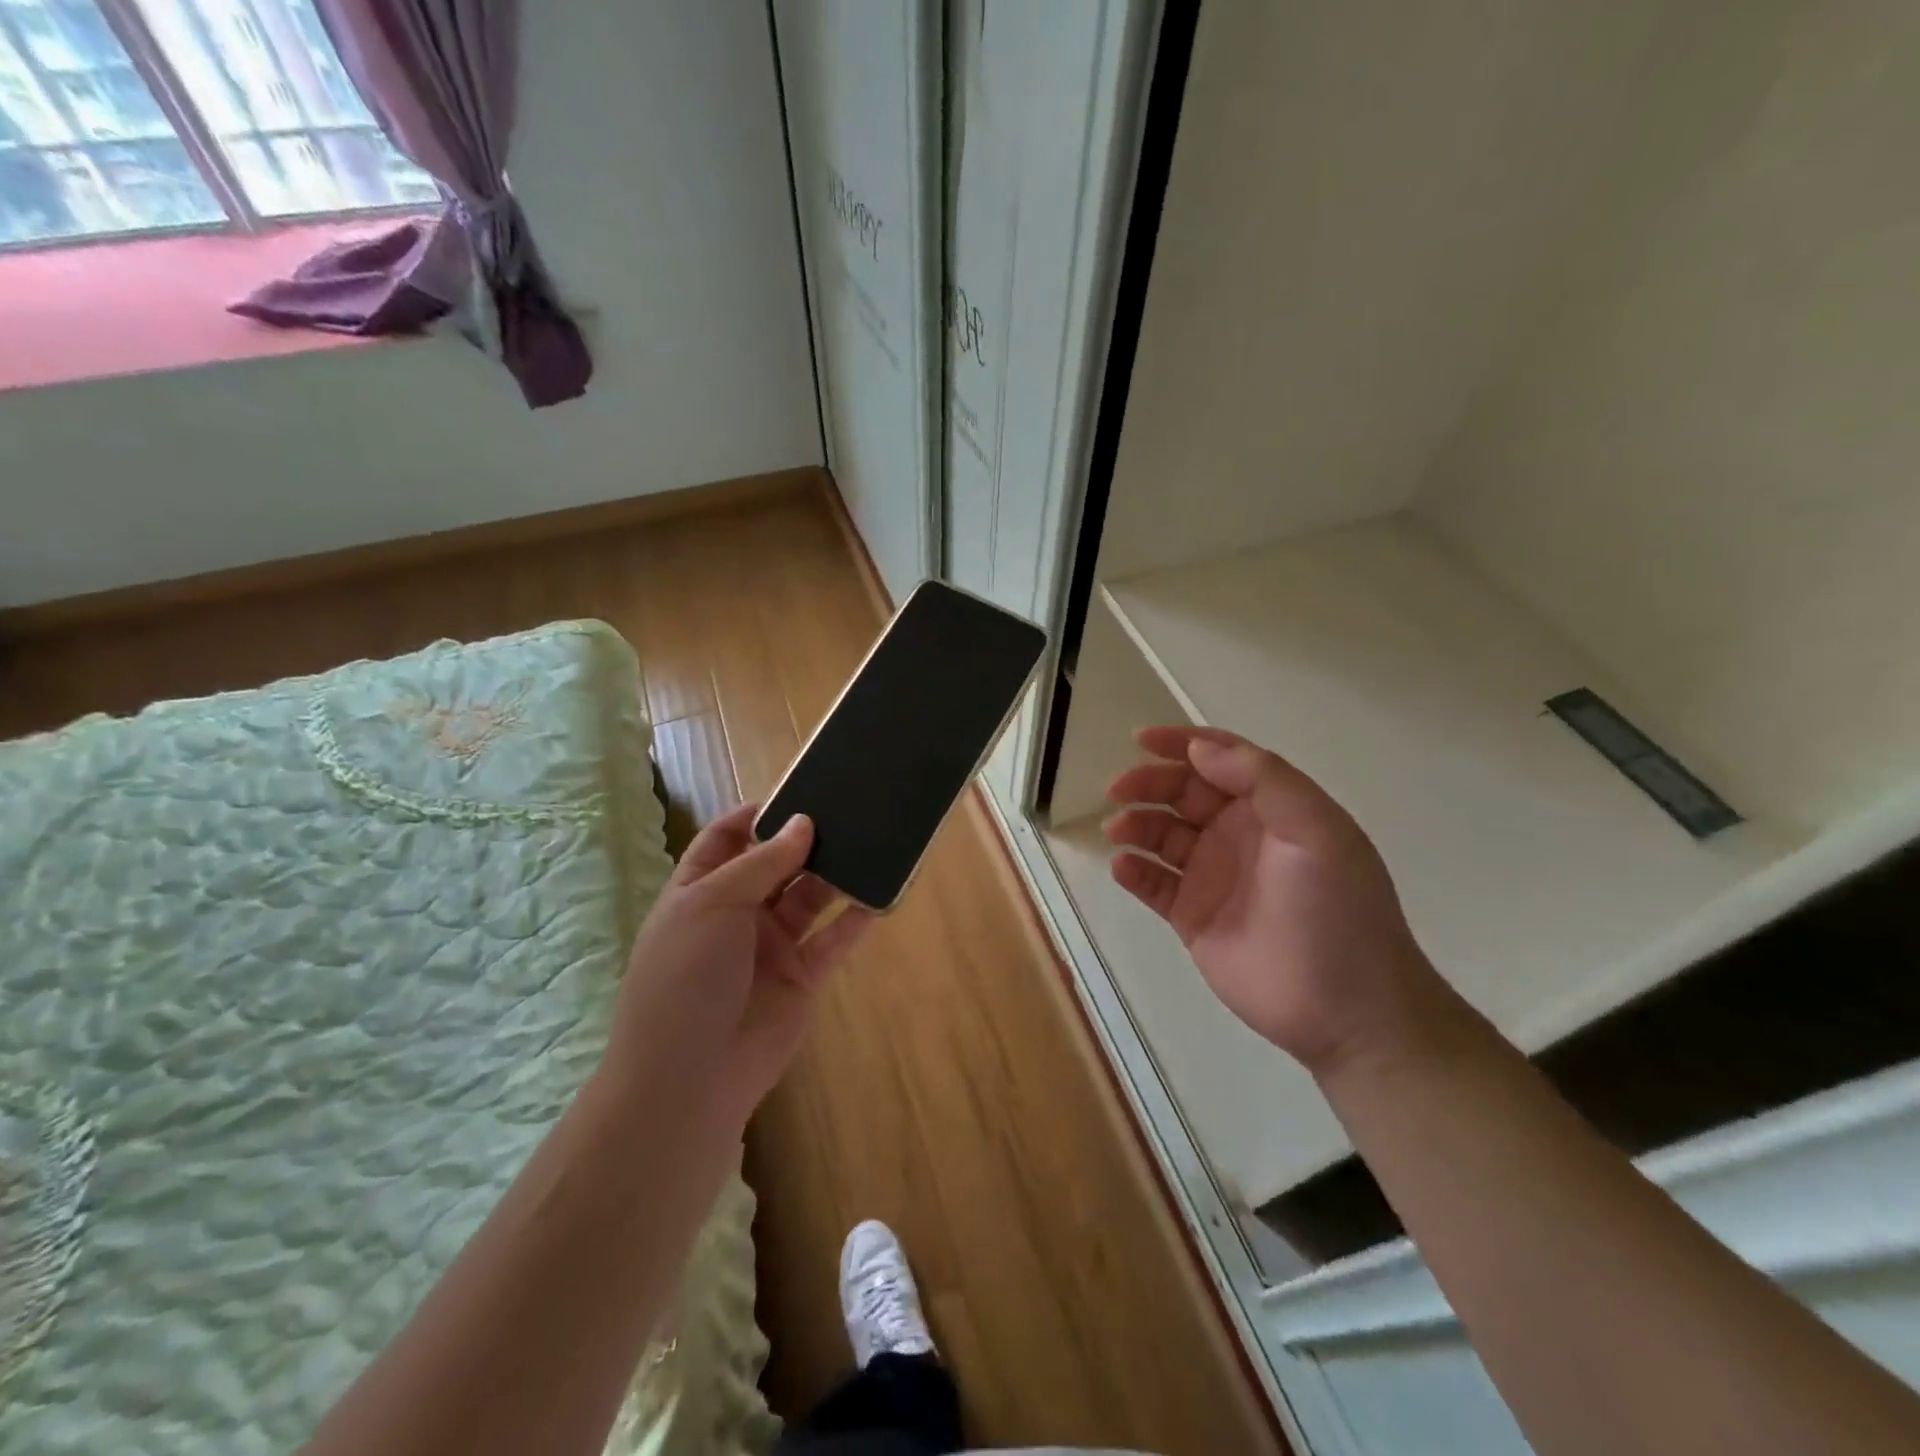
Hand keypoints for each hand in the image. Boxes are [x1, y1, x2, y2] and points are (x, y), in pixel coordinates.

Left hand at [604, 804, 873, 1129]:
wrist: (690, 1076)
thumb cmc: (687, 976)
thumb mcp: (712, 904)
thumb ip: (761, 863)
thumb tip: (803, 824)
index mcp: (701, 891)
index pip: (725, 840)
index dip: (755, 816)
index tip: (797, 794)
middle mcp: (737, 914)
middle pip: (775, 865)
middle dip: (805, 840)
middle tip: (846, 811)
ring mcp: (771, 946)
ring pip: (809, 898)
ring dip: (834, 874)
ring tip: (869, 842)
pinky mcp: (803, 976)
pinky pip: (834, 939)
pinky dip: (857, 918)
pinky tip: (881, 894)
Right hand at [1104, 725, 1438, 1076]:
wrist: (1347, 1011)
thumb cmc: (1337, 911)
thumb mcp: (1316, 831)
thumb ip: (1262, 779)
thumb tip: (1199, 748)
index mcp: (1272, 808)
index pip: (1221, 761)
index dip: (1182, 744)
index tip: (1141, 739)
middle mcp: (1238, 834)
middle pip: (1182, 793)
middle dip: (1148, 784)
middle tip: (1117, 790)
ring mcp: (1213, 876)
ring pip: (1161, 835)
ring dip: (1136, 824)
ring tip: (1118, 831)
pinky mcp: (1192, 917)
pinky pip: (1154, 884)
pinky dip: (1134, 870)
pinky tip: (1123, 867)